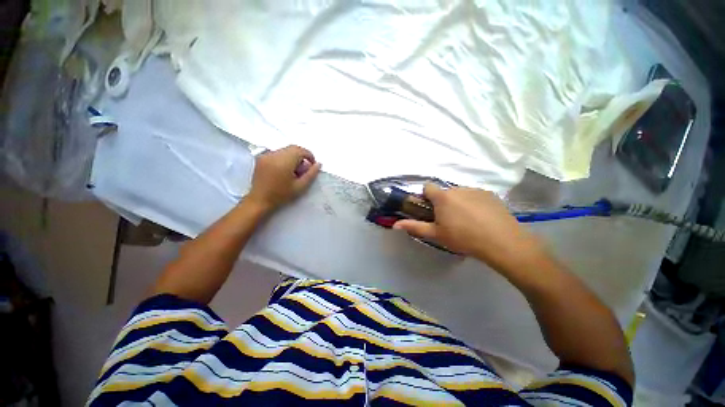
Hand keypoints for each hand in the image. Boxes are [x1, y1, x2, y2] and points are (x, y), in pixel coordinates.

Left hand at [246, 146, 321, 210]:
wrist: (259, 200)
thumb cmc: (281, 195)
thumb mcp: (300, 187)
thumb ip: (311, 174)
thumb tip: (318, 164)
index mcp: (284, 162)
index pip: (301, 150)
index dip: (309, 156)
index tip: (312, 165)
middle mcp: (274, 155)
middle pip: (293, 148)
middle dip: (302, 155)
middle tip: (304, 168)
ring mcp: (266, 155)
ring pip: (285, 150)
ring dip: (293, 156)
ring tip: (294, 170)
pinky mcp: (261, 157)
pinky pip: (277, 153)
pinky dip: (284, 157)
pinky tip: (284, 169)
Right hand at [394, 185, 546, 272]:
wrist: (501, 242)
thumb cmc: (463, 238)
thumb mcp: (436, 234)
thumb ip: (414, 227)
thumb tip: (395, 225)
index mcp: (443, 197)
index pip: (427, 187)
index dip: (426, 197)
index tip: (430, 210)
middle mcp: (458, 189)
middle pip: (444, 192)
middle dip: (443, 202)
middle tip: (448, 220)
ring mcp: (475, 190)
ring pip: (460, 193)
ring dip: (458, 202)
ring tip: (467, 221)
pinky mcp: (490, 194)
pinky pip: (475, 195)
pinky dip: (473, 203)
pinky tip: (481, 218)